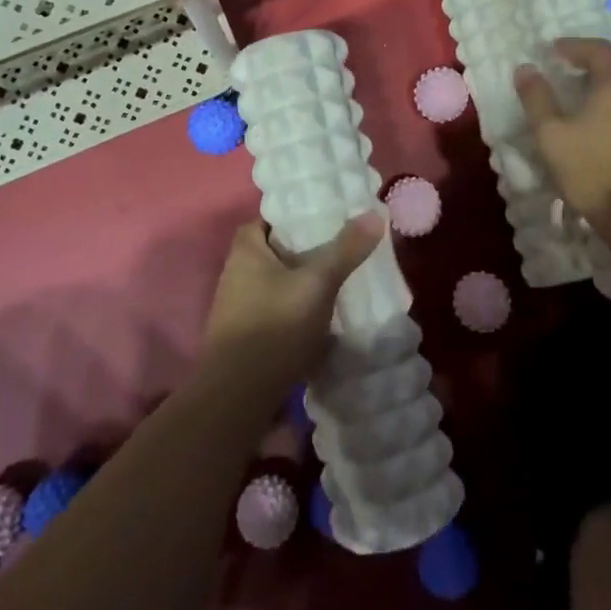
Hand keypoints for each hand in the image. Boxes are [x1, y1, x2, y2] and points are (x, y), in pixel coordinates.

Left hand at [201, 214, 383, 404]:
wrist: (240, 396)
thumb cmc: (275, 326)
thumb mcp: (317, 283)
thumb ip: (345, 249)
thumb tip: (374, 213)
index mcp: (246, 250)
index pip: (269, 218)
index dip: (296, 215)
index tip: (327, 217)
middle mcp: (237, 273)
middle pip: (277, 251)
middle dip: (307, 250)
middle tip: (343, 246)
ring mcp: (240, 307)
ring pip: (280, 283)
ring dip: (305, 282)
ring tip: (341, 280)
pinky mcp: (249, 336)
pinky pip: (280, 310)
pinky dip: (300, 310)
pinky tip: (326, 317)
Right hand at [514, 37, 610, 226]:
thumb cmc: (592, 169)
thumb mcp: (551, 134)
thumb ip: (537, 98)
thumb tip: (526, 68)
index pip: (598, 49)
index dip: (574, 45)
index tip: (553, 50)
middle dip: (594, 59)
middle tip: (570, 67)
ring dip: (607, 81)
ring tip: (581, 93)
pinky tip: (601, 121)